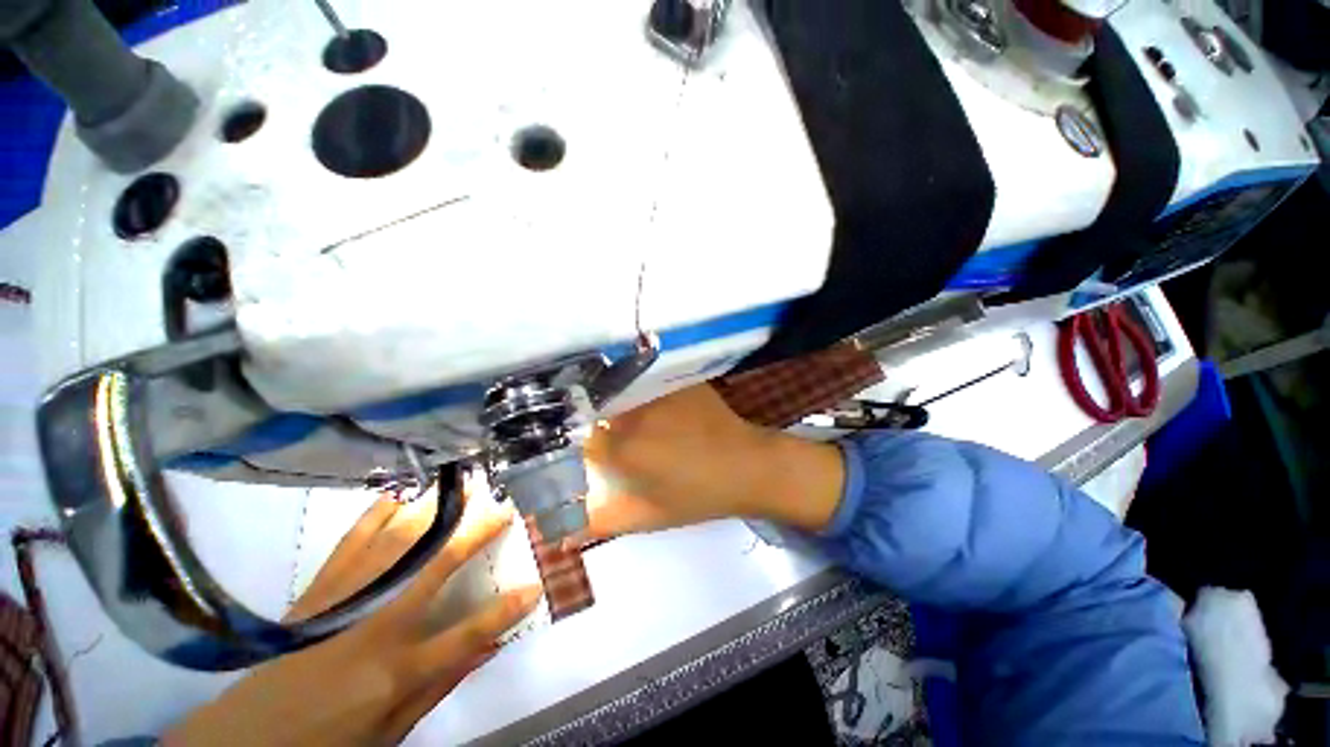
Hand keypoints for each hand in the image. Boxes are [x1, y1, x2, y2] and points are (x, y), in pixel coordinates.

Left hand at [164, 491, 539, 746]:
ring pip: (394, 547)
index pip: (464, 636)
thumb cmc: (329, 739)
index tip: (535, 584)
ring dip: (431, 513)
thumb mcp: (391, 730)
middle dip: (472, 535)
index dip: (504, 610)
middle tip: (500, 506)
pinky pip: (350, 545)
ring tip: (458, 487)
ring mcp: (343, 602)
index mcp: (395, 669)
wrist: (247, 737)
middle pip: (433, 570)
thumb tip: (488, 647)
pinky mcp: (318, 591)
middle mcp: (373, 627)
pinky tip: (396, 497)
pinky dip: (375, 517)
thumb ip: (441, 685)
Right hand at [584, 384, 845, 537]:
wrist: (748, 466)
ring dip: (618, 404)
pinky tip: (654, 405)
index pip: (579, 437)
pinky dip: (640, 391)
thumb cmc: (698, 495)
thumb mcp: (646, 516)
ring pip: (619, 392)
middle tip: (614, 436)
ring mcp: (655, 390)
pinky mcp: (674, 378)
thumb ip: (599, 523)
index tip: (591, 452)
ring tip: (633, 419)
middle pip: (597, 410)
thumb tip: (558, 536)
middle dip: (597, 422)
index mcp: (621, 448)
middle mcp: (632, 413)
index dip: (580, 445)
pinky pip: (644, 381)